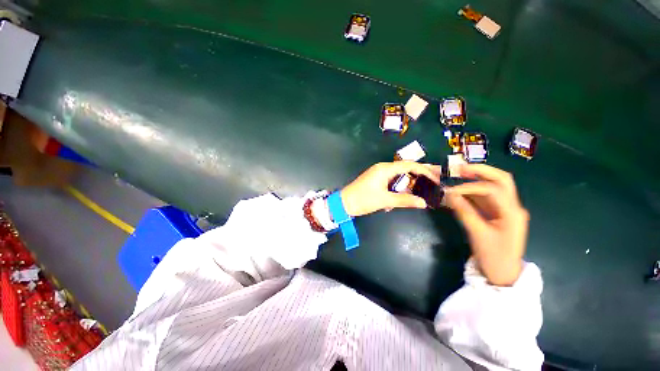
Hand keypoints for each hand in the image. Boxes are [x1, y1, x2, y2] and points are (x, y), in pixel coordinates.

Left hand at [340, 162, 440, 216]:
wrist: (344, 203)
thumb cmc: (363, 199)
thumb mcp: (384, 200)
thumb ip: (404, 200)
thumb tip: (423, 203)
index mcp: (385, 169)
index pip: (409, 165)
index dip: (424, 170)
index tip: (436, 178)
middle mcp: (382, 168)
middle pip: (405, 168)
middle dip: (419, 174)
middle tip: (434, 181)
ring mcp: (378, 173)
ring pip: (399, 175)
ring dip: (409, 182)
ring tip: (423, 188)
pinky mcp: (376, 179)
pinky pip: (391, 180)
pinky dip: (399, 186)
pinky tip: (405, 194)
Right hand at [444, 164, 528, 285]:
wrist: (503, 274)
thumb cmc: (493, 255)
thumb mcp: (477, 233)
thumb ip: (463, 211)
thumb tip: (449, 194)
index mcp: (512, 212)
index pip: (492, 189)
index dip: (470, 187)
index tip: (451, 192)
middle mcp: (512, 206)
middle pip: (501, 180)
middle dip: (481, 171)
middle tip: (460, 168)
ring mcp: (506, 210)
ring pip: (493, 187)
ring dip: (476, 180)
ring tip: (457, 176)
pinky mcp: (498, 214)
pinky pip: (486, 198)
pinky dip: (473, 193)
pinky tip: (460, 193)